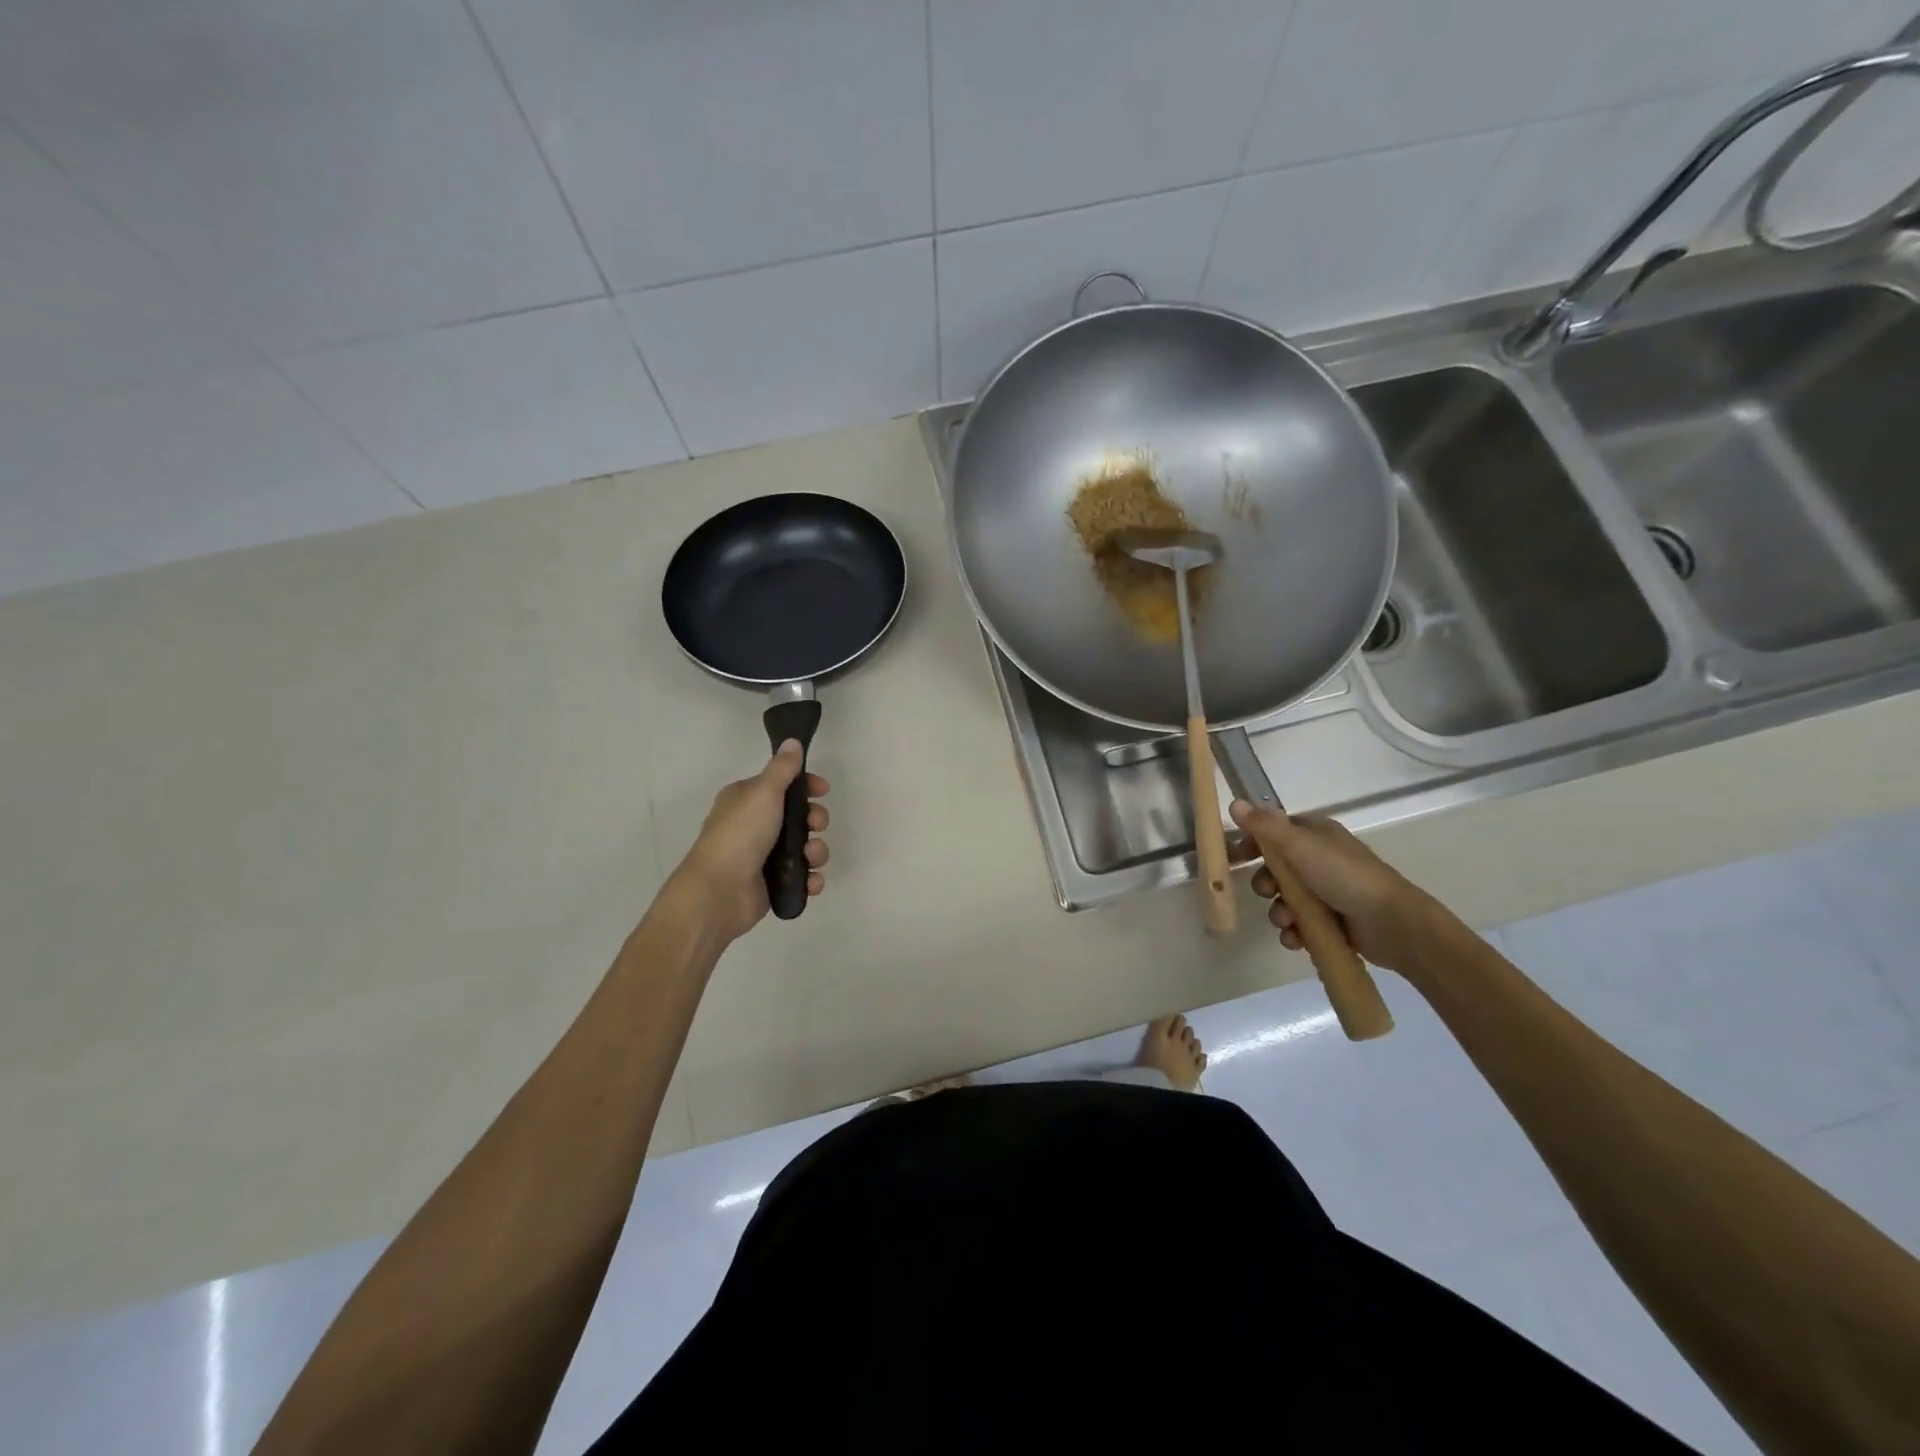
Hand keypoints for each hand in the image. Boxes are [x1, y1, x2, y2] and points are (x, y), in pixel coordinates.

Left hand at [674, 741, 828, 940]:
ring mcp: (763, 857)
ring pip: (805, 847)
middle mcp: (755, 825)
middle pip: (799, 816)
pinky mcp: (772, 884)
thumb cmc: (740, 834)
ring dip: (816, 851)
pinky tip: (810, 881)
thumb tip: (792, 741)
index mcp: (747, 799)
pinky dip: (811, 878)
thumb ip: (782, 768)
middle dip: (815, 820)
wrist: (719, 892)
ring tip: (810, 858)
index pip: (783, 785)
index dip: (806, 786)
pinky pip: (802, 877)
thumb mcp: (763, 792)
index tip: (823, 790)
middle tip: (816, 826)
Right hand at [1229, 801, 1438, 974]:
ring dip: (1278, 912)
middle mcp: (1320, 860)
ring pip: (1285, 899)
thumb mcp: (1300, 846)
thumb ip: (1265, 826)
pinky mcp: (1332, 921)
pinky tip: (1296, 939)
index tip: (1233, 858)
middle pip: (1276, 869)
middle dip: (1265, 884)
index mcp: (1315, 835)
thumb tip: (1235, 802)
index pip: (1274, 832)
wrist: (1392, 923)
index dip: (1252, 843)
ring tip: (1288, 922)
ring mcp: (1327, 892)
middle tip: (1267, 891)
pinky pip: (1300, 924)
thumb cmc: (1344, 876)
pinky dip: (1294, 932)